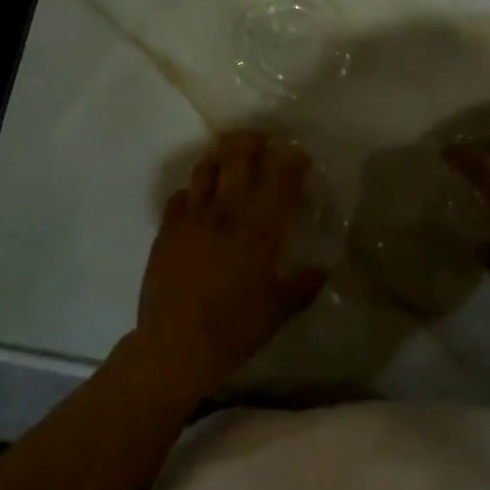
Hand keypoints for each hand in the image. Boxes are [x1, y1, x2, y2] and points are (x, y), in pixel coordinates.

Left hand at [134, 132, 326, 398]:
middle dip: (252, 143)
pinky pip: (180, 195)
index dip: (292, 162)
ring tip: (228, 162)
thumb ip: (303, 285)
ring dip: (220, 159)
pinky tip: (198, 201)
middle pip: (238, 156)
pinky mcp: (167, 228)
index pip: (280, 178)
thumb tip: (323, 269)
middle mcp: (227, 211)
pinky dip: (193, 191)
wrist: (174, 345)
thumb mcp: (278, 311)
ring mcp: (192, 216)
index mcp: (259, 227)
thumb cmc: (234, 329)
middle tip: (261, 144)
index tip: (299, 158)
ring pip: (206, 168)